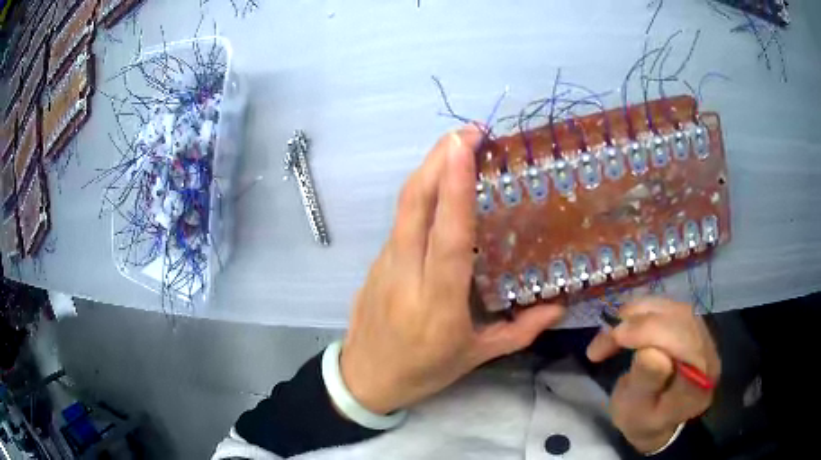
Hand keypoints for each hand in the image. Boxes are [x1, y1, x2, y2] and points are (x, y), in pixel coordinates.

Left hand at [339, 127, 564, 414]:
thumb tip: (558, 306)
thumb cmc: (423, 371)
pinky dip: (421, 196)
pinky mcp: (376, 261)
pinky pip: (401, 221)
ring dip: (428, 171)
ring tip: (458, 149)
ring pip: (403, 207)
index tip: (463, 146)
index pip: (446, 237)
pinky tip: (441, 190)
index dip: (454, 188)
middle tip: (467, 134)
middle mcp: (406, 275)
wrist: (365, 378)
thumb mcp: (476, 356)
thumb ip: (520, 331)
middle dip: (437, 160)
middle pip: (413, 204)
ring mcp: (385, 265)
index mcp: (438, 303)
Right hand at [586, 298, 719, 453]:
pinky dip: (643, 311)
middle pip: (682, 320)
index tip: (616, 336)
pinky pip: (670, 308)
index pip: (686, 345)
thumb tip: (651, 351)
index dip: (653, 332)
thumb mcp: (634, 412)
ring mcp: (703, 337)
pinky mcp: (692, 327)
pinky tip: (626, 323)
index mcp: (699, 384)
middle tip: (607, 336)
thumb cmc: (640, 420)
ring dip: (639, 314)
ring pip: (675, 308)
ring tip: (612, 332)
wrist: (654, 419)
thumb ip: (645, 384)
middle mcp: (708, 354)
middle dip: (641, 322)